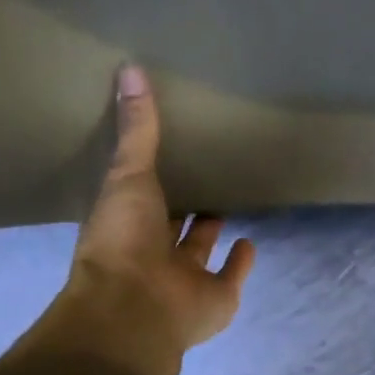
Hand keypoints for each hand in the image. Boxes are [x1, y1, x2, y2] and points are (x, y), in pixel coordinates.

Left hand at [64, 63, 255, 351]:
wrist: (136, 306)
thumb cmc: (124, 239)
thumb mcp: (128, 174)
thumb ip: (137, 129)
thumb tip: (130, 68)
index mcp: (127, 225)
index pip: (141, 197)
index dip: (153, 180)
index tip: (168, 153)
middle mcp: (154, 254)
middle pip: (172, 226)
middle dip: (184, 207)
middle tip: (203, 176)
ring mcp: (185, 280)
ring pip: (199, 252)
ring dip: (210, 232)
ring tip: (225, 204)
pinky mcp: (216, 299)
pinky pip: (231, 277)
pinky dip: (240, 263)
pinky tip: (250, 243)